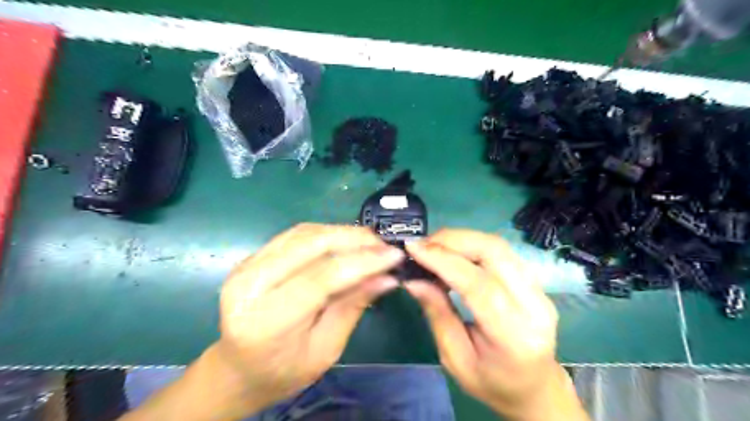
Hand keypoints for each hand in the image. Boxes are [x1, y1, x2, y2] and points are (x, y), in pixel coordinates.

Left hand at [218, 223, 404, 413]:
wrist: (237, 369)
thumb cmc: (283, 371)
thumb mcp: (325, 349)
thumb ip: (352, 307)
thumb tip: (387, 277)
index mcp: (267, 320)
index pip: (321, 277)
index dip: (362, 262)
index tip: (394, 256)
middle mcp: (250, 285)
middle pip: (310, 245)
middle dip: (354, 239)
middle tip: (384, 244)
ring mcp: (246, 265)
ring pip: (303, 234)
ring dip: (341, 232)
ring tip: (370, 241)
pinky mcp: (252, 257)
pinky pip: (294, 235)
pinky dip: (325, 233)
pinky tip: (344, 240)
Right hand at [404, 230, 585, 420]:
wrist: (535, 386)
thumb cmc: (491, 381)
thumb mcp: (455, 358)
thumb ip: (437, 314)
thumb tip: (413, 279)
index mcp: (513, 336)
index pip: (479, 285)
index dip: (443, 261)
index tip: (413, 248)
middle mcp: (534, 306)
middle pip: (494, 252)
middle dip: (452, 240)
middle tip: (422, 245)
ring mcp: (540, 290)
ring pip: (498, 246)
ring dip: (461, 239)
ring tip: (433, 246)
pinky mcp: (536, 281)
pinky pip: (501, 252)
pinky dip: (472, 245)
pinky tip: (453, 253)